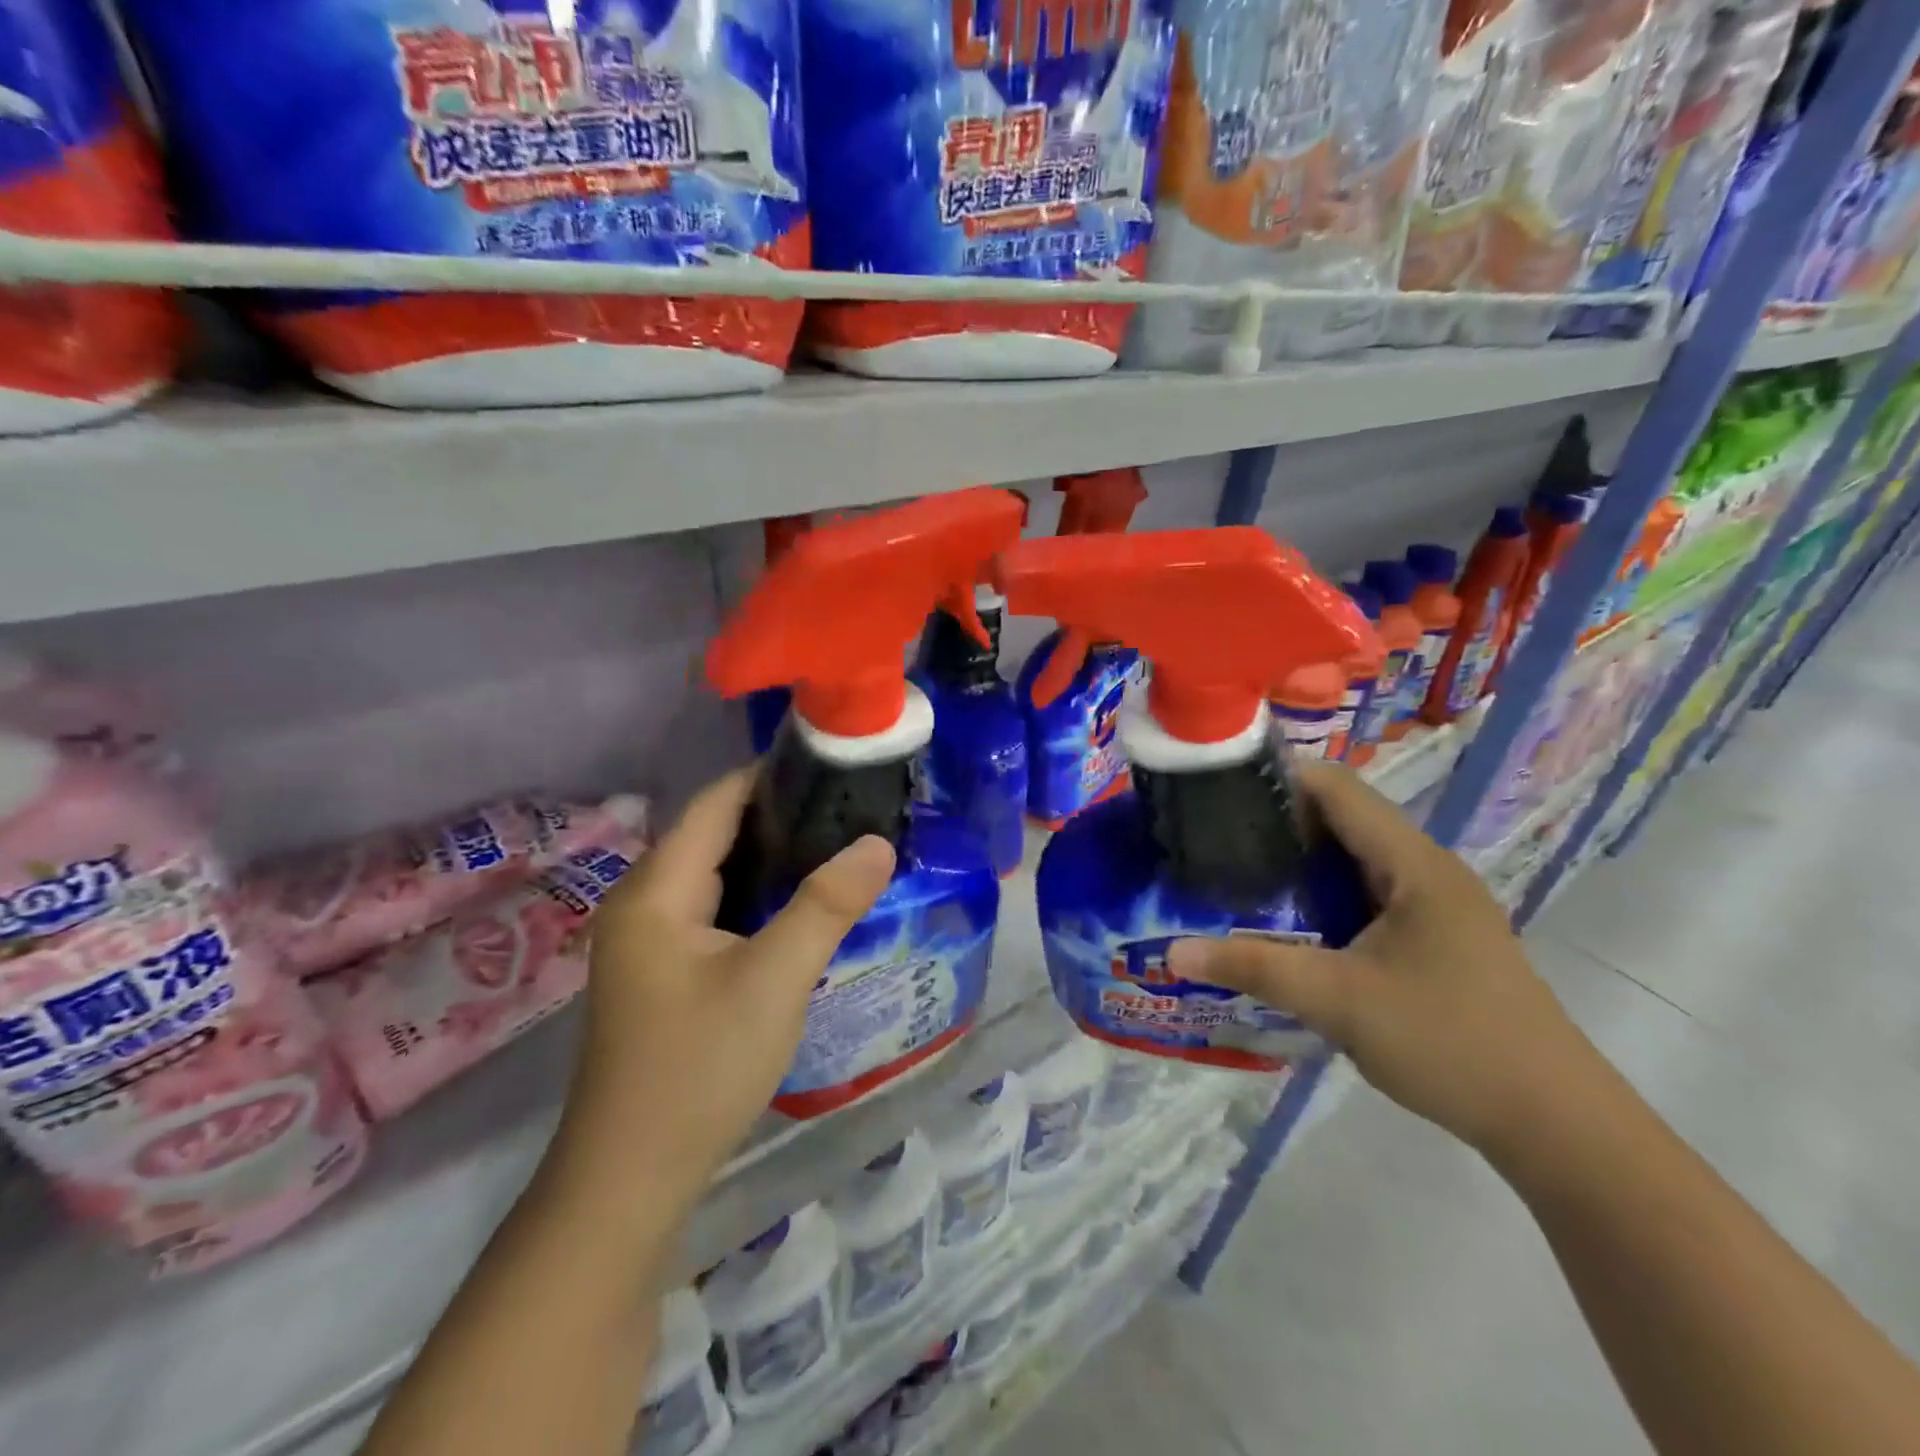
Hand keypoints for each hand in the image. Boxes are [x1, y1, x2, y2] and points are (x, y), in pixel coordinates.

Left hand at [546, 769, 894, 1206]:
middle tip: (849, 811)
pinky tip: (798, 908)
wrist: (630, 1178)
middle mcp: (642, 902)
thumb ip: (826, 905)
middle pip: (714, 833)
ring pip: (715, 874)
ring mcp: (647, 941)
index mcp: (656, 890)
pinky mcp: (660, 972)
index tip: (833, 768)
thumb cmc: (698, 1068)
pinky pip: (712, 910)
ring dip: (770, 858)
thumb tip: (878, 842)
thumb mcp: (774, 980)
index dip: (771, 776)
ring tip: (836, 849)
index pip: (717, 802)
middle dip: (780, 817)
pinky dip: (755, 897)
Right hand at [1166, 761, 1601, 1158]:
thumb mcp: (1338, 1001)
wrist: (1554, 1124)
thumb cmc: (1450, 1042)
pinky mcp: (1436, 937)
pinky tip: (1288, 919)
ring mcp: (1436, 905)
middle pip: (1344, 818)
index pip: (1338, 788)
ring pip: (1356, 858)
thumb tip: (1173, 952)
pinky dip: (1324, 892)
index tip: (1218, 788)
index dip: (1278, 777)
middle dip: (1279, 819)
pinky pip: (1368, 893)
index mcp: (1414, 864)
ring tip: (1237, 870)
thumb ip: (1254, 967)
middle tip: (1213, 834)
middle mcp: (1427, 870)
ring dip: (1301, 859)